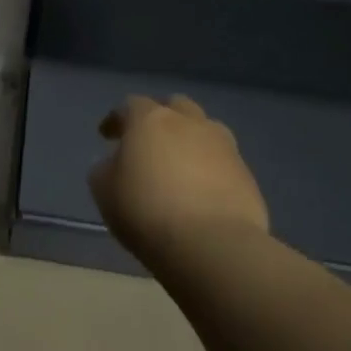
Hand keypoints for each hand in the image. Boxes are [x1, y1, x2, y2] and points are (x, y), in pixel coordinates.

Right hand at [89, 94, 268, 265]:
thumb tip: (115, 163)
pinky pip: (223, 161)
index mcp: (150, 120)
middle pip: (175, 106)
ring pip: (205, 129)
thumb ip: (106, 168)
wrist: (212, 245)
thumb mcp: (104, 191)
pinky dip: (210, 168)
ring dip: (191, 139)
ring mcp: (223, 146)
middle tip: (149, 141)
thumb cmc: (146, 211)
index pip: (130, 106)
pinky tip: (202, 191)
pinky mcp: (246, 174)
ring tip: (180, 164)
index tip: (107, 136)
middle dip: (161, 118)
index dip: (117, 119)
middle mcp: (189, 122)